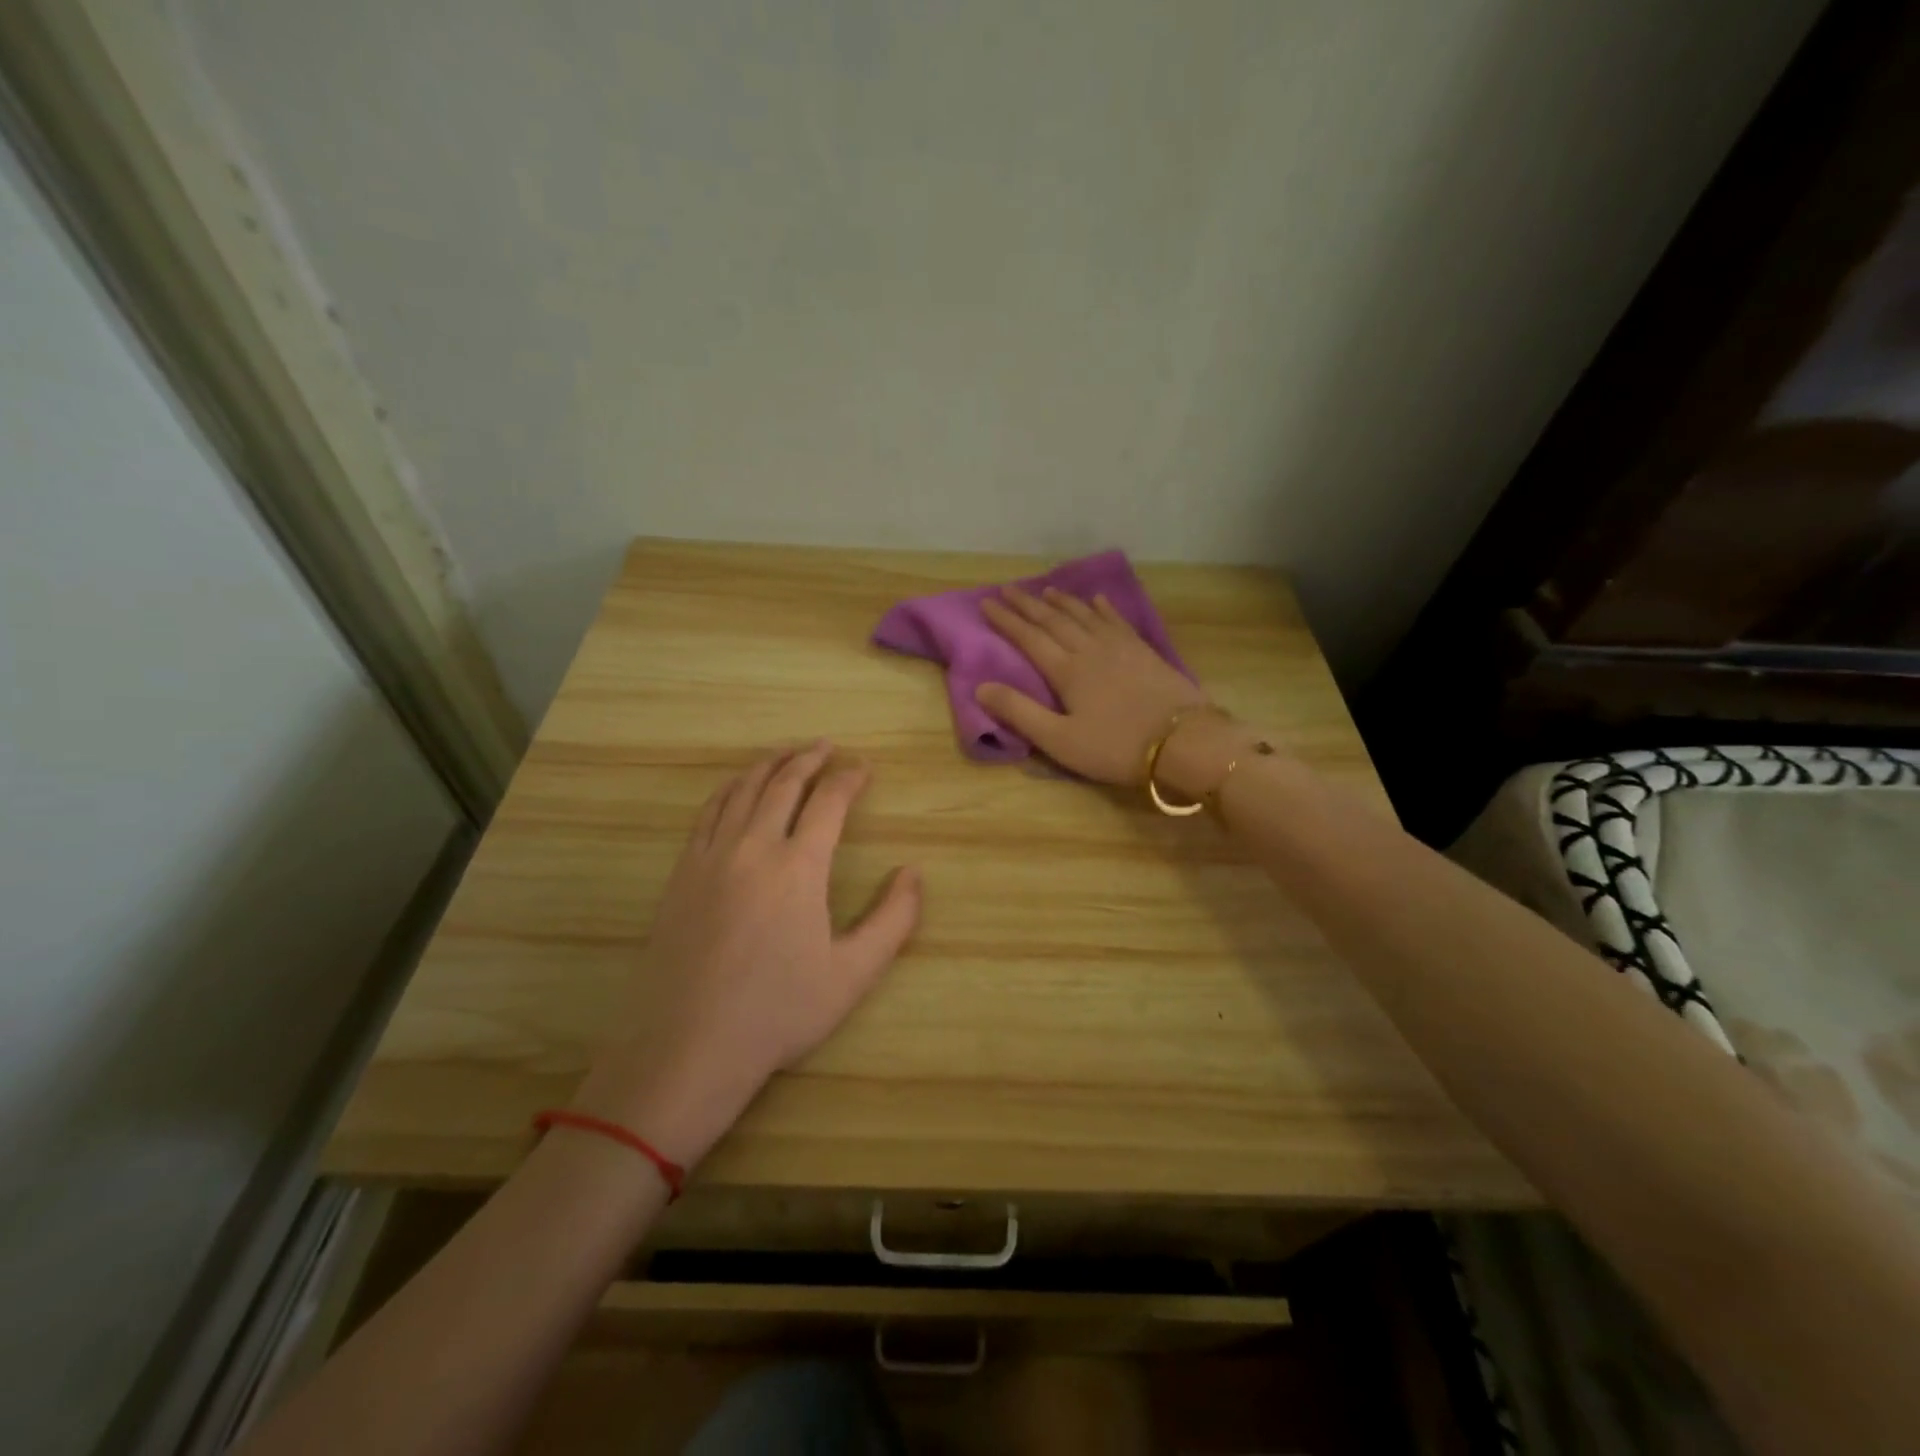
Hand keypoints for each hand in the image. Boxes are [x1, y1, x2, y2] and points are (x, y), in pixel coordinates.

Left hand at [573, 743, 920, 1167]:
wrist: (689, 1046)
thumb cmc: (778, 1012)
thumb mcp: (853, 974)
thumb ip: (893, 920)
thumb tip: (914, 873)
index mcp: (798, 867)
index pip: (829, 802)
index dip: (849, 779)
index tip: (864, 768)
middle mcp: (753, 847)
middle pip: (783, 784)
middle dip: (809, 759)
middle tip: (826, 746)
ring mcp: (710, 857)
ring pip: (742, 790)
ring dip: (768, 765)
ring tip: (786, 753)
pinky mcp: (681, 873)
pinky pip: (708, 813)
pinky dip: (729, 789)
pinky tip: (736, 788)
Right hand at [973, 585, 1208, 784]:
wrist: (1183, 742)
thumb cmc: (1115, 747)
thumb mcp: (1059, 740)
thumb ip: (1020, 712)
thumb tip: (981, 687)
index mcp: (1067, 670)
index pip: (1029, 638)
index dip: (1006, 620)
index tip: (986, 603)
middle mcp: (1090, 650)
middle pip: (1054, 620)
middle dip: (1028, 604)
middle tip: (1008, 589)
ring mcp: (1120, 648)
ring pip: (1085, 615)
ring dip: (1063, 602)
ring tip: (1047, 590)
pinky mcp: (1144, 652)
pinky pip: (1118, 621)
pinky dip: (1104, 609)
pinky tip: (1098, 601)